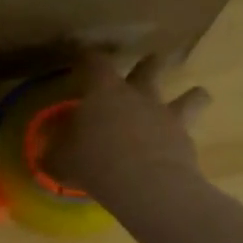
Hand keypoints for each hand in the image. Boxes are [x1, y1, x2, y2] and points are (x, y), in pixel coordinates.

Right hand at [47, 52, 209, 203]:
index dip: (88, 58)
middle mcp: (139, 95)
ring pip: (190, 96)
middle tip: (149, 63)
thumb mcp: (60, 160)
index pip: (95, 62)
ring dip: (192, 95)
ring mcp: (167, 115)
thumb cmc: (93, 162)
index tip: (83, 58)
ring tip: (195, 96)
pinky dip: (186, 136)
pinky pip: (191, 131)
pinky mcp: (186, 140)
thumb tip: (47, 154)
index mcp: (104, 92)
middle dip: (149, 64)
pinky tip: (181, 146)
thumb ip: (55, 152)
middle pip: (149, 68)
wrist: (143, 183)